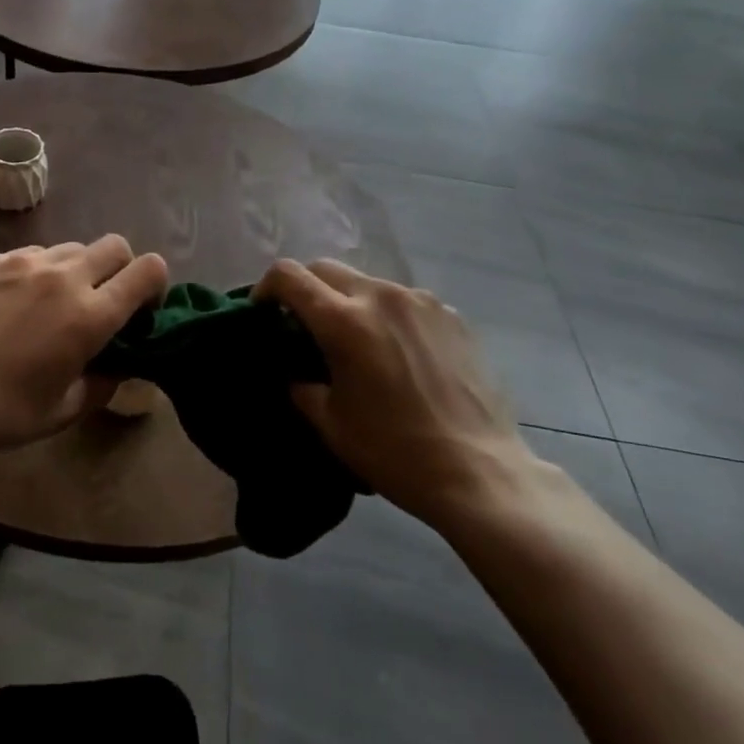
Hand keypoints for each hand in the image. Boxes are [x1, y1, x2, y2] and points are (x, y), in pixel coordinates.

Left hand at [0, 236, 168, 452]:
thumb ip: (103, 383)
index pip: (148, 270)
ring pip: (73, 247)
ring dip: (79, 269)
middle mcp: (65, 277)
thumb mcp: (64, 410)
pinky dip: (41, 270)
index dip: (155, 286)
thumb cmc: (3, 410)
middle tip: (101, 302)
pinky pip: (34, 253)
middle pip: (116, 246)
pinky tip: (17, 300)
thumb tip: (118, 365)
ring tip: (54, 302)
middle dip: (121, 269)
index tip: (140, 311)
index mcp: (91, 315)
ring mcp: (26, 262)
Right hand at [255, 258, 541, 527]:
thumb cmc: (394, 452)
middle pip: (326, 269)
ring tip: (358, 343)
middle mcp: (381, 296)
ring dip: (349, 302)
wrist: (480, 473)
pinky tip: (400, 354)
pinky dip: (388, 316)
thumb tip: (296, 369)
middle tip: (305, 326)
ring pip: (367, 283)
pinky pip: (405, 302)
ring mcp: (421, 302)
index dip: (266, 288)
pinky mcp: (452, 315)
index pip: (288, 276)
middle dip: (306, 290)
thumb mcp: (330, 423)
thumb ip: (301, 384)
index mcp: (344, 321)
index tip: (264, 312)